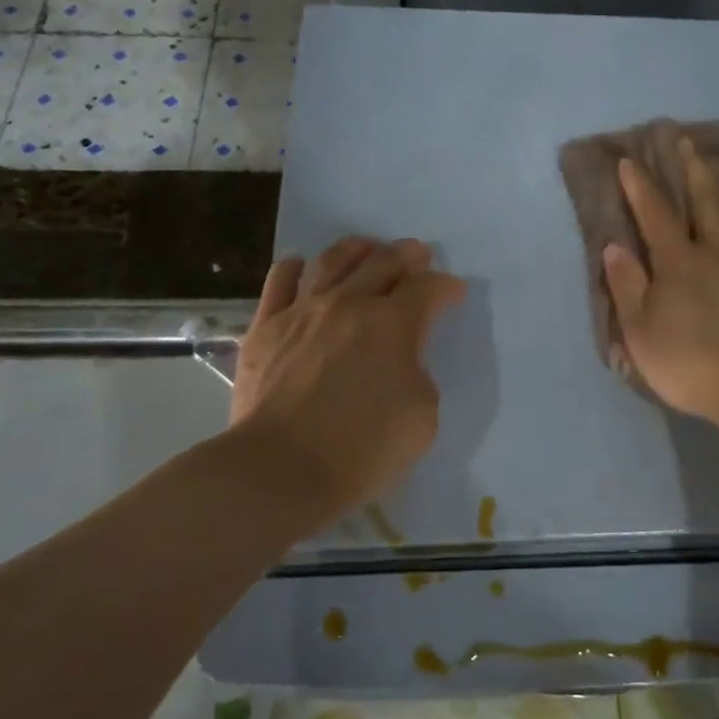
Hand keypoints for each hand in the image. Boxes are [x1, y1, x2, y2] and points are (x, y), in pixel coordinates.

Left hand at [230, 236, 466, 517]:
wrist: (279, 469)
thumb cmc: (361, 450)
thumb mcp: (422, 418)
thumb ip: (418, 375)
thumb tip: (401, 360)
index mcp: (393, 324)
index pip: (428, 289)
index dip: (446, 287)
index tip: (453, 293)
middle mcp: (349, 303)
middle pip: (383, 262)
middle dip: (408, 256)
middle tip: (418, 255)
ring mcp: (302, 311)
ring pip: (332, 260)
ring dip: (357, 249)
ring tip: (367, 248)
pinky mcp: (265, 327)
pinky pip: (280, 281)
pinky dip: (295, 268)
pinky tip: (302, 267)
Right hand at [603, 140, 718, 435]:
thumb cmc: (690, 364)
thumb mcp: (640, 332)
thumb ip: (627, 286)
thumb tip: (614, 245)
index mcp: (678, 264)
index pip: (655, 216)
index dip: (640, 187)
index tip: (629, 160)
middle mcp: (718, 252)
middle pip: (706, 204)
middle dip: (694, 170)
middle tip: (688, 141)